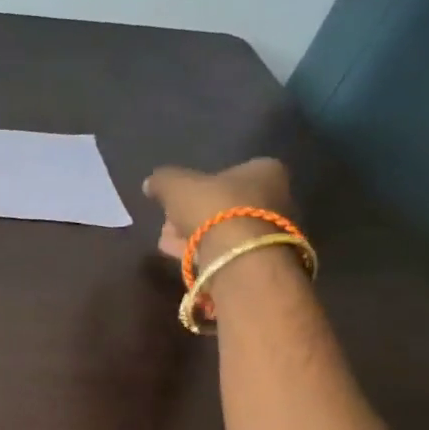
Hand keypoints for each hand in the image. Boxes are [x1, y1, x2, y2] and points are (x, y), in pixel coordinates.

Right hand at [141, 158, 295, 264]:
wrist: (240, 257)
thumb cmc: (213, 208)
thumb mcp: (175, 185)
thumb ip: (163, 180)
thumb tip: (151, 183)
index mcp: (264, 170)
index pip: (227, 173)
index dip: (196, 188)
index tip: (176, 201)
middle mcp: (278, 196)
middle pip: (223, 204)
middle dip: (192, 216)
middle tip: (169, 226)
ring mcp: (273, 231)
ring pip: (224, 230)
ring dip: (195, 237)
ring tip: (170, 245)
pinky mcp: (263, 259)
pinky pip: (228, 251)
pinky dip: (205, 254)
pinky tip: (183, 260)